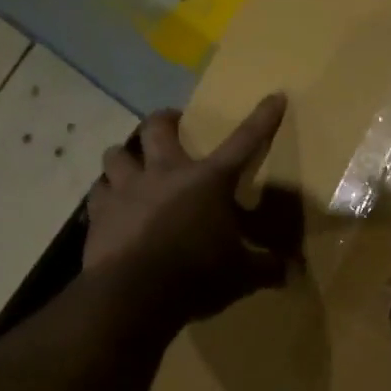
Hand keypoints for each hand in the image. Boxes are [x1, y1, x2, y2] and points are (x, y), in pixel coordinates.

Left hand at [85, 93, 296, 322]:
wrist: (135, 294)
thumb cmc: (197, 276)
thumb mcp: (242, 275)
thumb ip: (266, 268)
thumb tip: (292, 271)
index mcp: (207, 181)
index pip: (243, 142)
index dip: (261, 119)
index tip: (274, 96)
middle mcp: (164, 173)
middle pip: (157, 127)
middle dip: (165, 120)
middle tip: (172, 125)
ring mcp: (127, 189)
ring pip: (116, 154)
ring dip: (125, 157)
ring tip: (132, 167)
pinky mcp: (100, 212)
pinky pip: (99, 192)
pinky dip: (106, 195)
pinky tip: (111, 206)